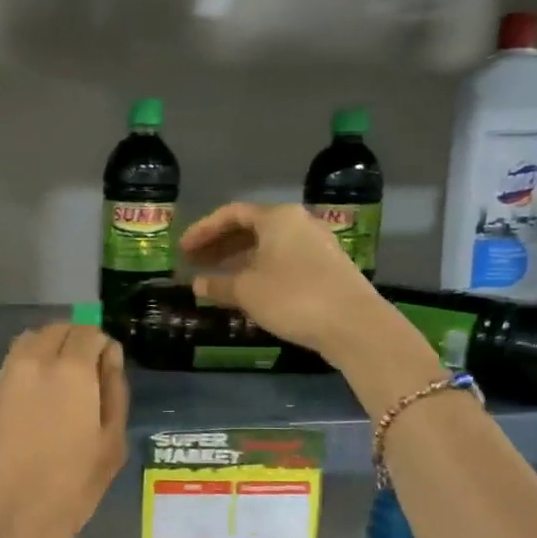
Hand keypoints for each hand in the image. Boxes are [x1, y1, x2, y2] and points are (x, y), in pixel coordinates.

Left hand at [0, 323, 128, 537]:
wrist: (10, 518)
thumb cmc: (72, 486)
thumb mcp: (111, 442)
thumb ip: (114, 390)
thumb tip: (109, 356)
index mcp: (71, 370)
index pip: (88, 332)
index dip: (102, 346)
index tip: (107, 369)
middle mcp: (34, 362)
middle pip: (56, 330)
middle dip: (75, 341)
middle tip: (86, 372)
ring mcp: (4, 378)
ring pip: (29, 342)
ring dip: (48, 349)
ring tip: (60, 382)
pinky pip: (11, 366)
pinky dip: (27, 368)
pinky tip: (35, 400)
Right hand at [180, 202, 387, 359]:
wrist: (353, 323)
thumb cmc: (292, 297)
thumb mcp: (247, 291)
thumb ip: (218, 284)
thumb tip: (197, 283)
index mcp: (277, 218)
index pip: (231, 214)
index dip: (203, 230)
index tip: (183, 250)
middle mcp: (298, 223)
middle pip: (250, 228)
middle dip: (220, 245)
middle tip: (195, 262)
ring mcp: (315, 245)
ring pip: (268, 246)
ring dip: (239, 260)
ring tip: (216, 278)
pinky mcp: (326, 267)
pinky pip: (283, 260)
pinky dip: (260, 270)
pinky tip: (248, 290)